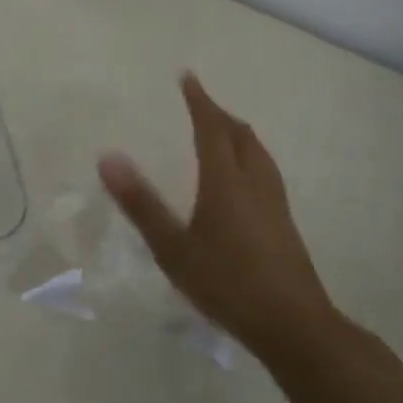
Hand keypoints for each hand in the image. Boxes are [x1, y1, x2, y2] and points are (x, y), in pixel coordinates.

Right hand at [98, 73, 338, 357]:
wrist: (293, 326)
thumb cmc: (227, 284)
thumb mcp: (173, 248)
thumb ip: (140, 203)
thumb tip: (108, 157)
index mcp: (226, 182)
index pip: (211, 128)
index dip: (199, 101)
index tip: (188, 77)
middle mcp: (254, 183)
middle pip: (240, 135)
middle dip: (219, 114)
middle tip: (199, 103)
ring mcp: (275, 204)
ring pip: (258, 153)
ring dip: (238, 134)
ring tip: (222, 132)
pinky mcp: (284, 224)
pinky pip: (265, 171)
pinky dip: (249, 157)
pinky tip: (243, 180)